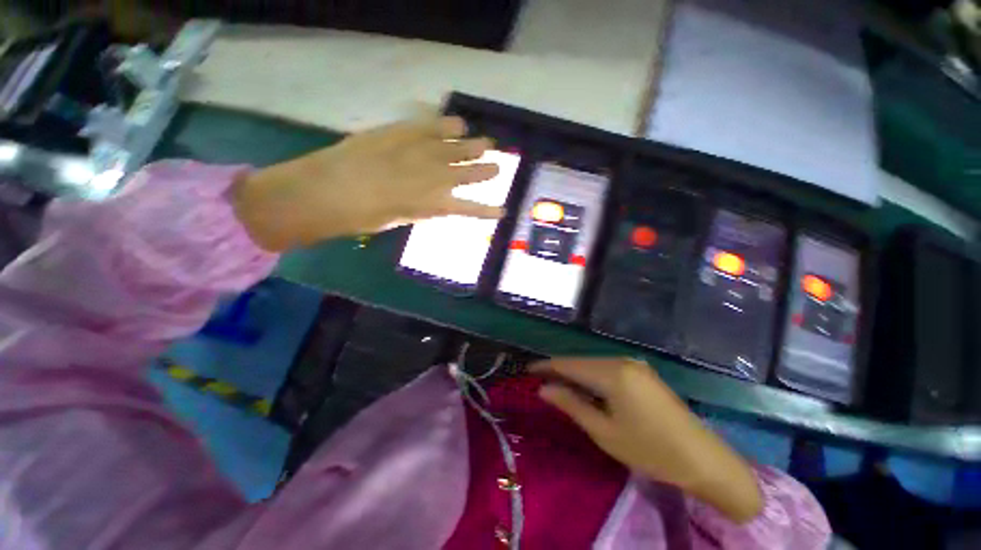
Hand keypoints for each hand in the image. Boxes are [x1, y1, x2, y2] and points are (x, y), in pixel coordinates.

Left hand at [232, 116, 501, 250]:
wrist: (325, 191)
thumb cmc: (360, 217)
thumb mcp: (396, 220)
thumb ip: (418, 210)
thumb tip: (430, 203)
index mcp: (432, 206)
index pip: (468, 209)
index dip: (486, 210)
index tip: (502, 211)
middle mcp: (433, 179)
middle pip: (465, 173)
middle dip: (484, 171)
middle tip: (499, 166)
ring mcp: (418, 153)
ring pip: (453, 149)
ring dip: (472, 147)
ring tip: (487, 143)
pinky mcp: (400, 133)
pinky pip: (429, 128)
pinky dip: (445, 126)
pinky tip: (457, 124)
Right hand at [531, 358, 763, 523]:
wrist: (703, 458)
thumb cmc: (650, 450)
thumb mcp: (604, 432)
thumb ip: (571, 405)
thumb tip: (544, 389)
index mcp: (612, 373)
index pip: (569, 364)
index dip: (546, 366)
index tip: (527, 370)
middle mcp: (621, 360)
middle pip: (580, 362)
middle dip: (559, 370)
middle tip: (539, 381)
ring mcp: (634, 364)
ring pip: (593, 364)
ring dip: (575, 373)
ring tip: (557, 384)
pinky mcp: (641, 372)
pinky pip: (607, 368)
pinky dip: (591, 376)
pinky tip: (585, 387)